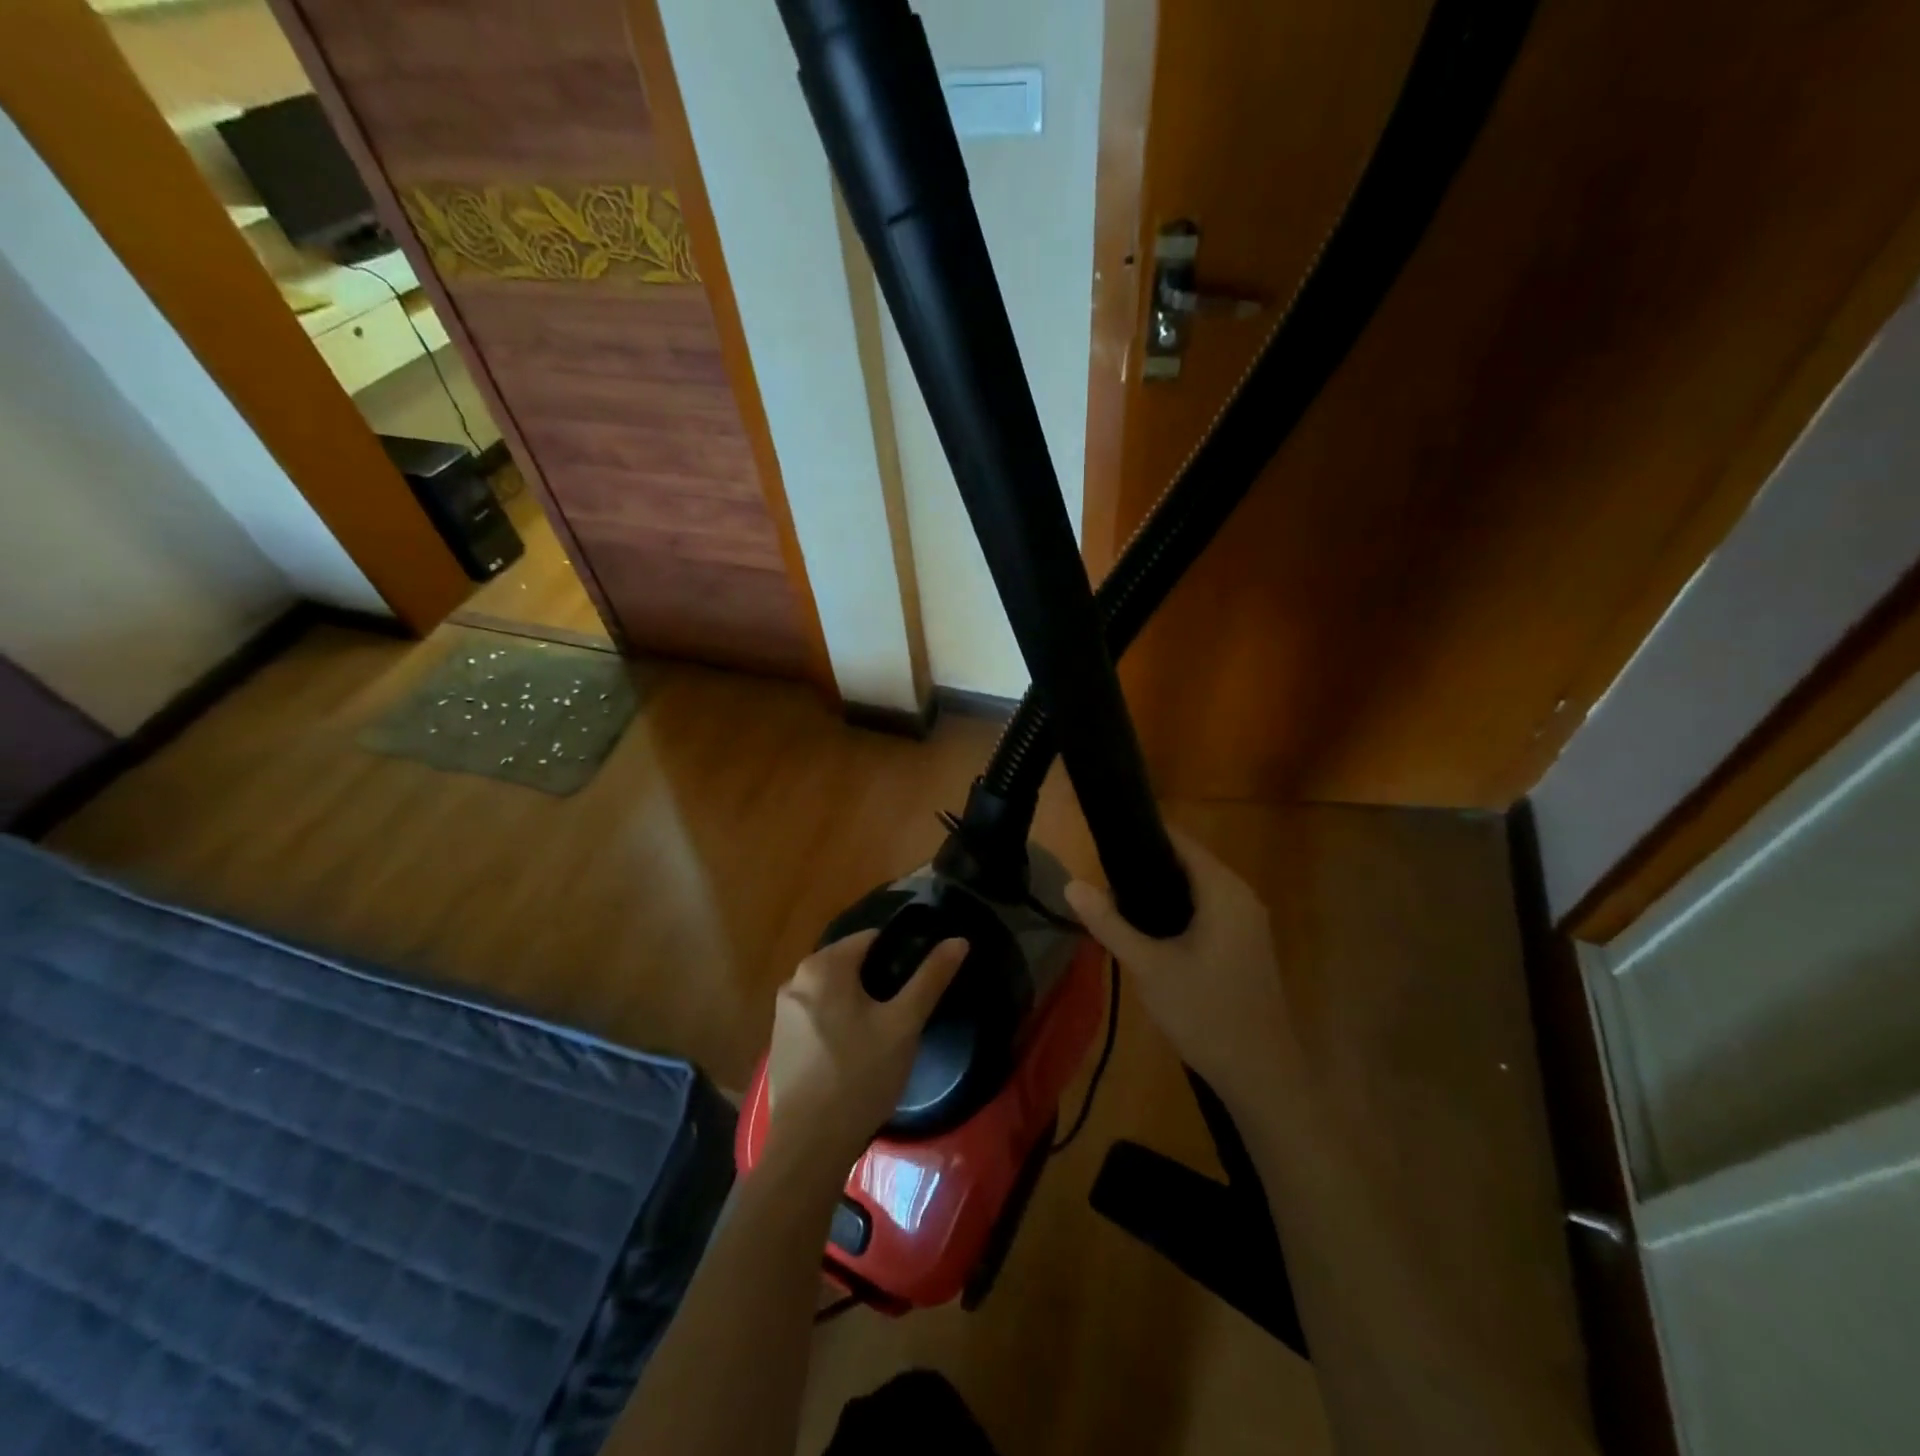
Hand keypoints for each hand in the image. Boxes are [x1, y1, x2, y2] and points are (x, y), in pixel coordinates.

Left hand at [763, 929, 967, 1179]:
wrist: (810, 1145)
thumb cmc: (860, 1075)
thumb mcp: (904, 1024)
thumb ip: (931, 978)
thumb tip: (958, 940)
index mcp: (822, 966)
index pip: (871, 939)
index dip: (900, 953)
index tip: (919, 979)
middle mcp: (795, 980)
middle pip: (849, 964)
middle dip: (878, 979)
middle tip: (905, 1010)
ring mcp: (782, 1013)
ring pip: (833, 991)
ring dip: (858, 1002)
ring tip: (885, 1032)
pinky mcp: (780, 1043)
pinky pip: (817, 1016)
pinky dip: (837, 1023)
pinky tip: (856, 1053)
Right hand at [1064, 829, 1298, 1114]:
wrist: (1261, 1076)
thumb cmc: (1205, 1014)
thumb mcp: (1148, 967)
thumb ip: (1109, 923)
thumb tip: (1071, 884)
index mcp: (1224, 891)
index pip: (1179, 841)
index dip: (1140, 837)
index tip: (1103, 845)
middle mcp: (1242, 896)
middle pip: (1186, 864)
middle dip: (1145, 870)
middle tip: (1102, 886)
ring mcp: (1248, 922)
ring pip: (1196, 890)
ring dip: (1160, 895)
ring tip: (1117, 906)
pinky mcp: (1246, 945)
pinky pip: (1207, 911)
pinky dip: (1178, 913)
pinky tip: (1149, 934)